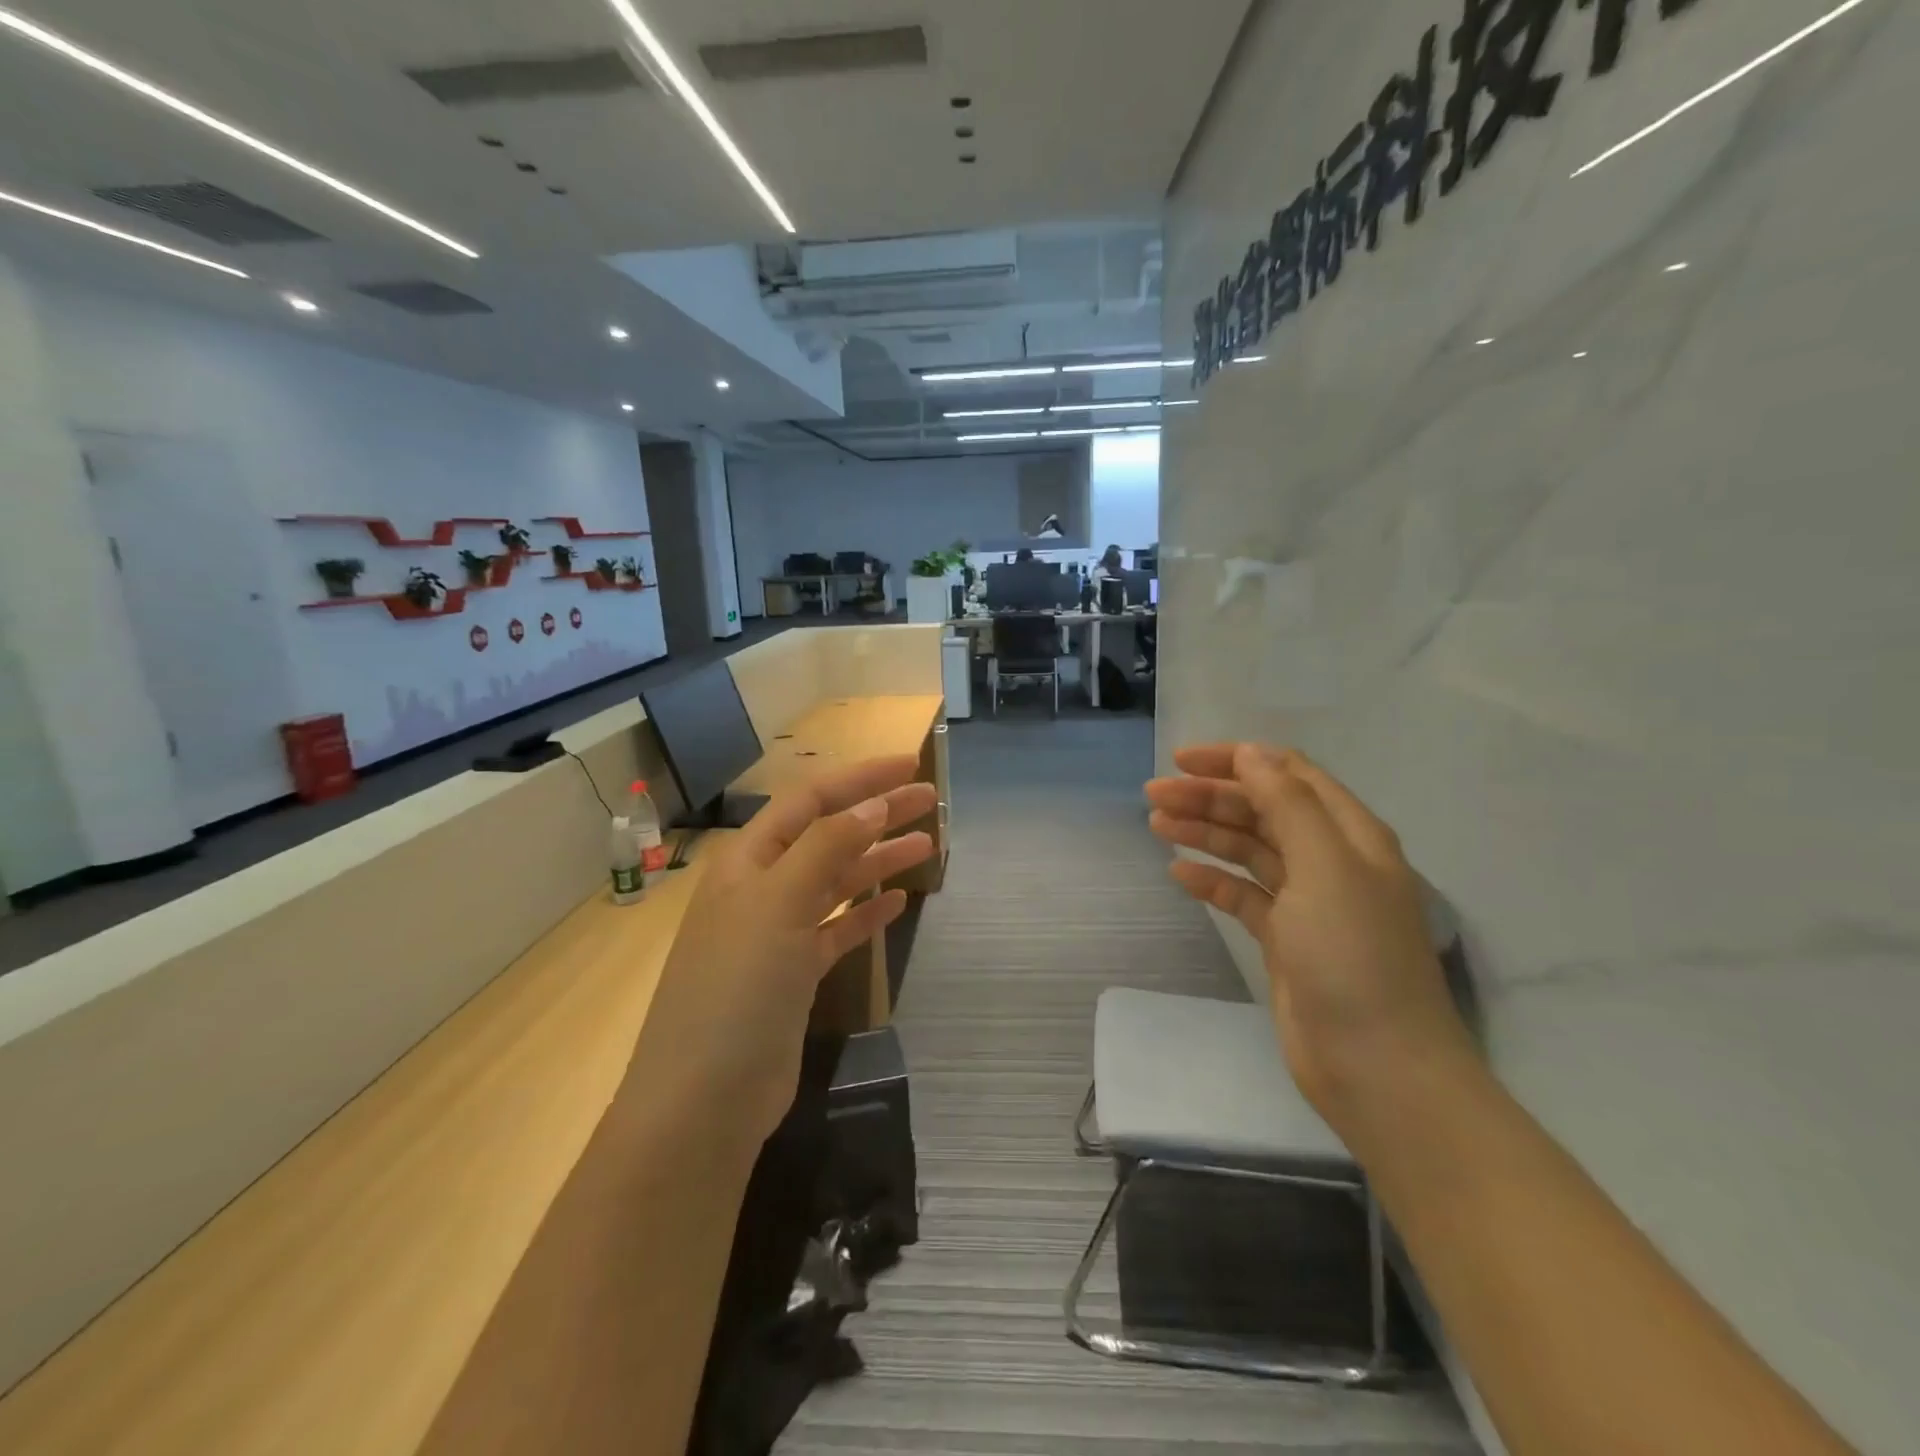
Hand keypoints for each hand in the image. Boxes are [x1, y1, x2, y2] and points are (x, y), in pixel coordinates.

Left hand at [628, 756, 934, 1154]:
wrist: (703, 1101)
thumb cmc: (736, 988)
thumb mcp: (779, 904)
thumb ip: (828, 848)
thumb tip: (872, 804)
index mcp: (748, 860)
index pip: (810, 801)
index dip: (859, 779)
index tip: (908, 766)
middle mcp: (761, 888)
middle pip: (828, 836)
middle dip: (876, 814)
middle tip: (929, 800)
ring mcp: (775, 934)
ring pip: (835, 881)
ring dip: (877, 859)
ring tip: (927, 843)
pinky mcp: (792, 975)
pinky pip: (836, 928)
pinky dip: (865, 912)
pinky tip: (897, 901)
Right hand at [1146, 744, 1474, 1139]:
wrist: (1377, 1067)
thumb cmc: (1353, 957)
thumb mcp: (1325, 867)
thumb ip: (1288, 804)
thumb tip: (1251, 753)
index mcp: (1349, 834)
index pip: (1288, 775)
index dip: (1236, 760)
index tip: (1182, 760)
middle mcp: (1330, 860)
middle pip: (1262, 810)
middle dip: (1209, 796)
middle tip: (1153, 794)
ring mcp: (1307, 902)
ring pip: (1248, 850)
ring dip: (1204, 832)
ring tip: (1156, 824)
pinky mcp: (1285, 940)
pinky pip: (1242, 895)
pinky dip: (1211, 880)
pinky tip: (1179, 874)